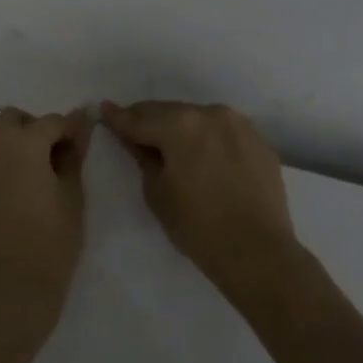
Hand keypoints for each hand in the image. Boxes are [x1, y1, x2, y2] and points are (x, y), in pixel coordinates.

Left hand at [0, 107, 92, 335]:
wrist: (10, 293)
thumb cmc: (51, 243)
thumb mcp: (72, 197)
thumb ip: (73, 156)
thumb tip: (80, 125)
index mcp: (21, 144)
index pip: (51, 121)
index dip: (70, 129)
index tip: (84, 144)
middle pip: (14, 120)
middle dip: (36, 129)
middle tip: (58, 158)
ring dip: (17, 145)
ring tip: (40, 177)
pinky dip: (4, 165)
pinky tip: (21, 194)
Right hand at [100, 100, 298, 303]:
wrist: (259, 252)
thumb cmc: (199, 226)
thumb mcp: (158, 193)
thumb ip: (143, 158)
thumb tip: (135, 140)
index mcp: (180, 124)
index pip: (139, 118)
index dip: (118, 117)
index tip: (103, 109)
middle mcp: (210, 113)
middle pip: (169, 111)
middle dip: (148, 120)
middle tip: (132, 128)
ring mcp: (238, 124)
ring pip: (197, 117)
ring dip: (179, 126)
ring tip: (166, 142)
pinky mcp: (257, 140)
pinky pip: (222, 131)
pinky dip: (206, 137)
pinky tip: (201, 154)